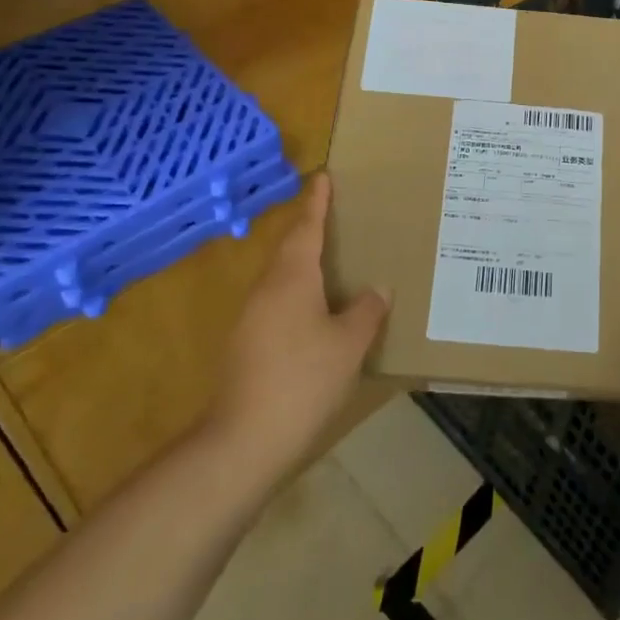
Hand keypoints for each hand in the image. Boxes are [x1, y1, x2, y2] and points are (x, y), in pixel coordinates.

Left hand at [205, 173, 388, 483]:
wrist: (242, 442)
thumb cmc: (303, 380)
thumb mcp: (349, 344)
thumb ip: (366, 311)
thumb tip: (377, 289)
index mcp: (293, 277)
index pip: (307, 227)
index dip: (317, 202)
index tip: (322, 177)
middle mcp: (267, 289)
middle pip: (290, 248)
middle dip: (309, 229)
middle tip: (334, 215)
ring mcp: (251, 318)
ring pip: (281, 277)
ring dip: (304, 263)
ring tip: (332, 261)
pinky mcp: (246, 345)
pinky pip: (277, 302)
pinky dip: (298, 293)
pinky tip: (316, 312)